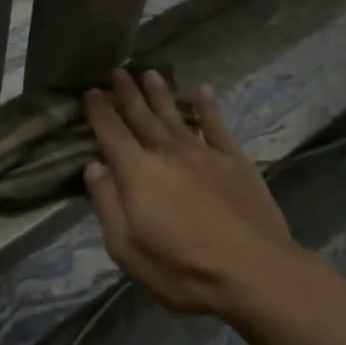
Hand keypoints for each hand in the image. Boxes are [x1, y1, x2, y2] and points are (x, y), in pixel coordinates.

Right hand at [82, 69, 294, 316]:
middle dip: (127, 94)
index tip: (91, 91)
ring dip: (160, 93)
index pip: (111, 133)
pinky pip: (217, 126)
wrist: (254, 273)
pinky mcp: (234, 161)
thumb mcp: (127, 248)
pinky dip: (208, 107)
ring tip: (150, 73)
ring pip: (175, 115)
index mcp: (137, 172)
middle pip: (142, 116)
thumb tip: (95, 166)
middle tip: (118, 71)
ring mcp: (203, 153)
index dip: (99, 111)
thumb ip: (107, 204)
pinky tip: (203, 92)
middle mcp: (167, 153)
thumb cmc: (182, 270)